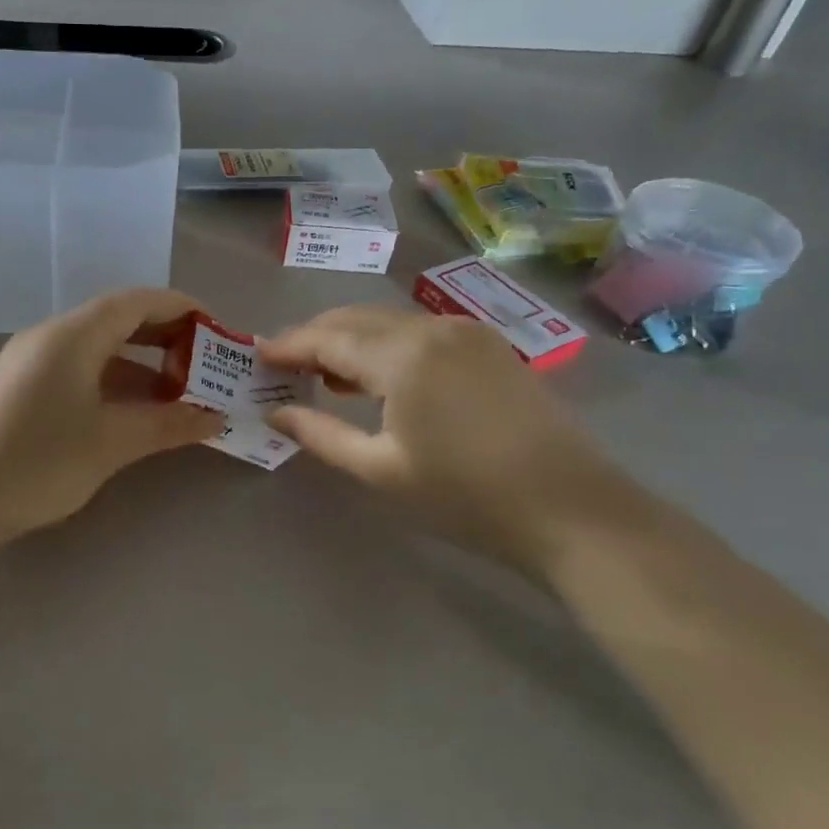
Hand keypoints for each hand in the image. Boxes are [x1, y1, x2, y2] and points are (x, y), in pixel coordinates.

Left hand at [0, 289, 222, 537]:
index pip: (137, 302)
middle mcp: (50, 337)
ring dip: (139, 366)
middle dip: (164, 338)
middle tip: (203, 366)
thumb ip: (169, 424)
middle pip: (117, 320)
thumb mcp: (113, 442)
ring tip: (177, 396)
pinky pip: (78, 370)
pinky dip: (112, 383)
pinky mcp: (20, 389)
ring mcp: (30, 363)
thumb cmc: (40, 461)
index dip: (181, 309)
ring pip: (97, 349)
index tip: (217, 331)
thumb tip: (215, 417)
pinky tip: (132, 414)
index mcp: (73, 335)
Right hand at [260, 306, 636, 581]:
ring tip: (322, 374)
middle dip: (315, 337)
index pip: (328, 337)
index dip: (289, 345)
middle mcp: (433, 327)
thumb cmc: (465, 496)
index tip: (256, 355)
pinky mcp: (489, 347)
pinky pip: (420, 332)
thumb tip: (275, 412)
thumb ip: (320, 433)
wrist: (572, 509)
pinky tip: (377, 378)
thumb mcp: (381, 470)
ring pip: (389, 322)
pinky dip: (387, 346)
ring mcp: (467, 332)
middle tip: (283, 365)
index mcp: (403, 355)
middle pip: (357, 319)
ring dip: (351, 340)